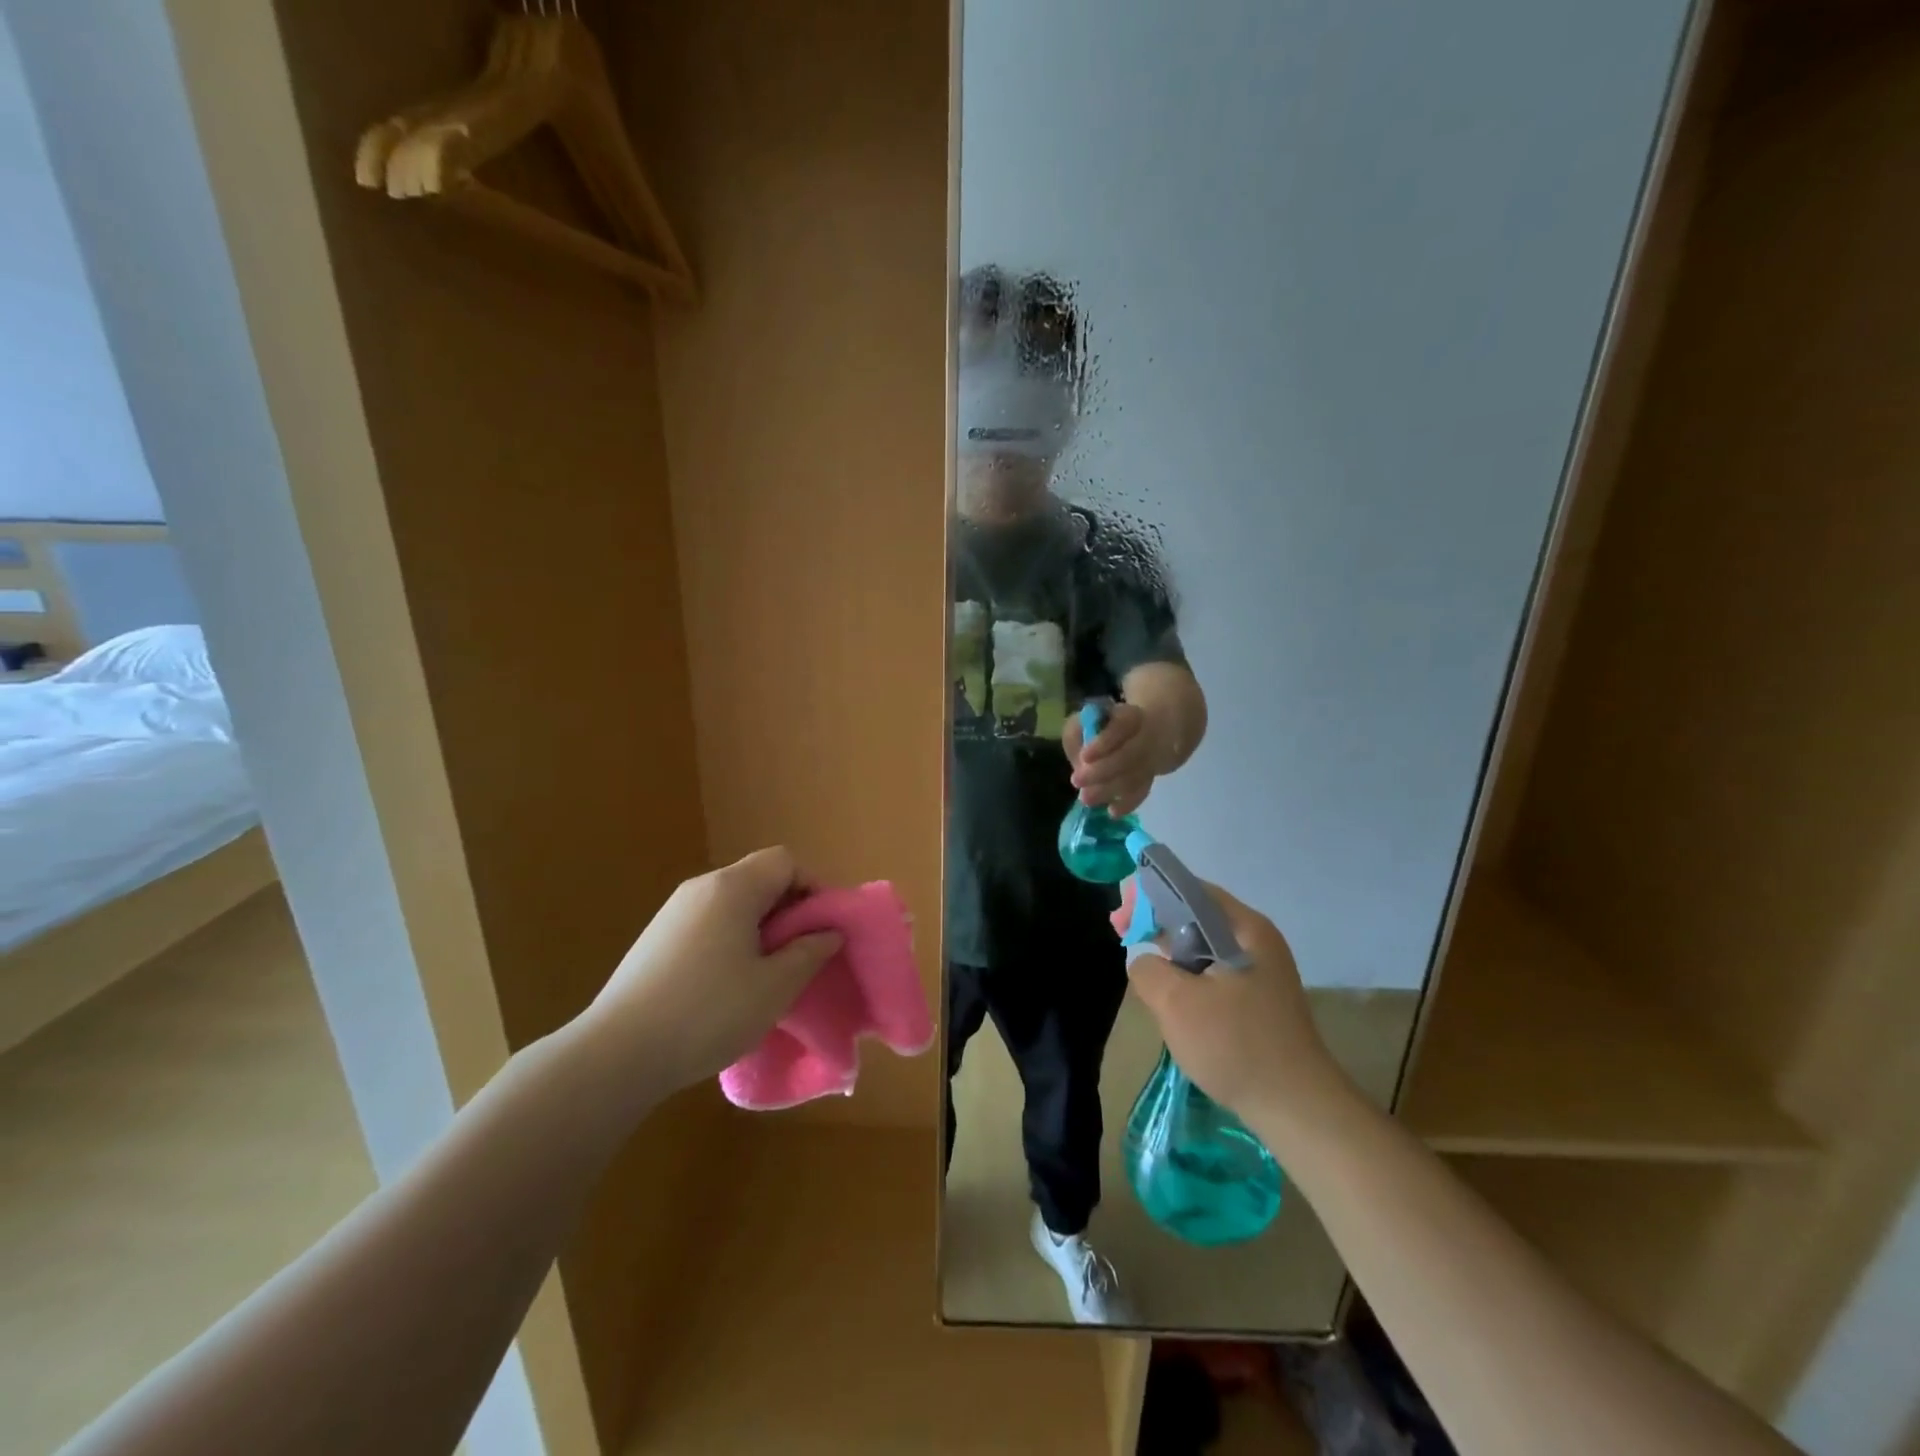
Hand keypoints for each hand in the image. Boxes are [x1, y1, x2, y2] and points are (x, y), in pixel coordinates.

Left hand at [580, 847, 841, 1098]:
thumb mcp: (774, 987)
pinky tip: (726, 986)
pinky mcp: (655, 939)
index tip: (822, 929)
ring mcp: (672, 912)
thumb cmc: (708, 1013)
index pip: (785, 861)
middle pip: (758, 878)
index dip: (812, 887)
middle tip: (800, 955)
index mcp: (732, 888)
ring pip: (732, 903)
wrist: (617, 1054)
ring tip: (766, 974)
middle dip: (788, 910)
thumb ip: (809, 952)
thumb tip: (828, 932)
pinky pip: (708, 923)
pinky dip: (730, 940)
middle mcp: (701, 887)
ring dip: (759, 928)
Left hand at [1064, 701, 1164, 816]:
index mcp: (1130, 716)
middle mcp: (1147, 737)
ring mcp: (1152, 758)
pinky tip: (1112, 811)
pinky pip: (1142, 791)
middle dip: (1102, 771)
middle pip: (1129, 756)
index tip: (1085, 757)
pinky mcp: (1151, 776)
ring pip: (1135, 776)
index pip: (1122, 726)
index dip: (1104, 742)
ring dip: (1109, 789)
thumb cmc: (1107, 725)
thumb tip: (1078, 762)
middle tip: (1076, 781)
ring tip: (1086, 799)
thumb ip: (1078, 735)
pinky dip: (1128, 803)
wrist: (1150, 730)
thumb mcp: (1087, 720)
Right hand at [1124, 883, 1346, 1122]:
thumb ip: (1147, 969)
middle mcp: (1257, 941)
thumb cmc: (1236, 1046)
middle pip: (1196, 914)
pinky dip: (1187, 975)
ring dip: (1170, 952)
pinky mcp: (1258, 1000)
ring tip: (1144, 970)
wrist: (1299, 1110)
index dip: (1149, 895)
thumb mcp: (1176, 1002)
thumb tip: (1145, 962)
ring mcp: (1261, 971)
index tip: (1121, 919)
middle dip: (1156, 922)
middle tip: (1123, 937)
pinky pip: (1214, 972)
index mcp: (1245, 928)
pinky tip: (1171, 998)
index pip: (1189, 889)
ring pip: (1203, 946)